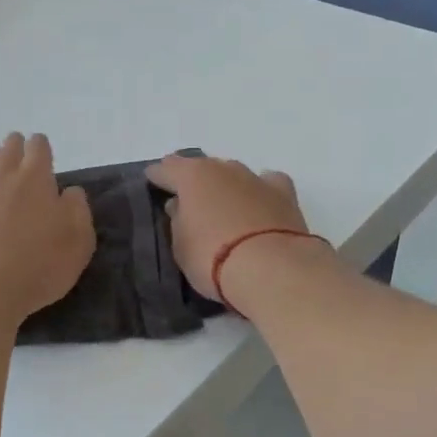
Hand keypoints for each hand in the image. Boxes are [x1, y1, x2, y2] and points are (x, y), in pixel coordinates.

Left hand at [0, 133, 93, 320]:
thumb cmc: (38, 265)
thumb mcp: (78, 240)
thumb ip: (77, 210)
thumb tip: (70, 192)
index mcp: (34, 180)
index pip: (38, 149)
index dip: (40, 146)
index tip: (42, 148)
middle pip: (5, 152)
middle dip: (13, 147)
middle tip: (16, 149)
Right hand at [144, 155, 315, 303]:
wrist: (271, 268)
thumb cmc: (213, 258)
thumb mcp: (180, 246)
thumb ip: (177, 221)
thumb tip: (180, 207)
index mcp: (192, 176)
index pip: (166, 169)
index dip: (157, 177)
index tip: (152, 183)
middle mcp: (224, 169)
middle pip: (203, 167)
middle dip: (194, 181)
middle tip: (189, 201)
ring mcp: (256, 178)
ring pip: (234, 174)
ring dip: (226, 186)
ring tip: (223, 207)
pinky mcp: (284, 194)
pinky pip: (267, 184)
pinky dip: (260, 191)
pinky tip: (259, 205)